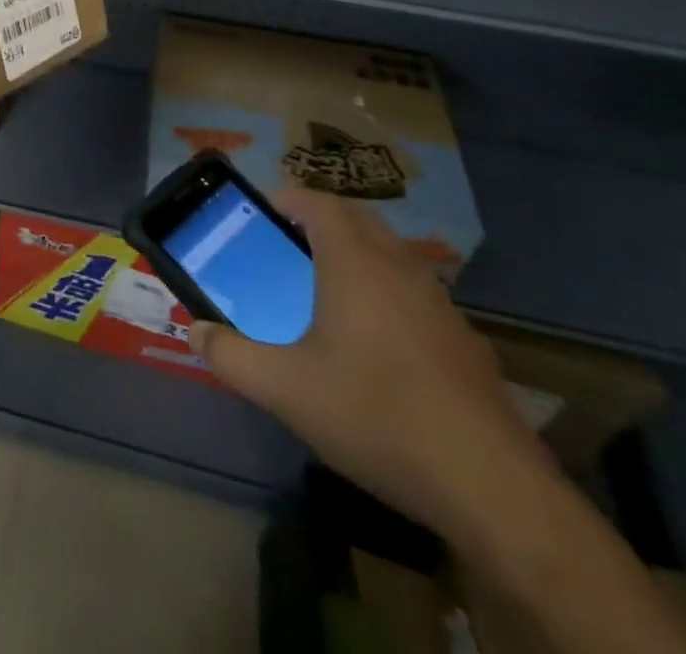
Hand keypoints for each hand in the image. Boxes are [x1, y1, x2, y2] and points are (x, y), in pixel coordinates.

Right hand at [191, 185, 559, 542]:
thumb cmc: (375, 414)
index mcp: (355, 262)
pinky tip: (378, 346)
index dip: (287, 198)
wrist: (491, 486)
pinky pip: (416, 293)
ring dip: (357, 255)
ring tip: (326, 291)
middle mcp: (400, 267)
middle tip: (286, 247)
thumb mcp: (285, 389)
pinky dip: (389, 294)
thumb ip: (231, 356)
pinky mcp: (466, 341)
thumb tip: (194, 330)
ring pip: (392, 254)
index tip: (260, 213)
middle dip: (320, 221)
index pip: (318, 201)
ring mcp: (440, 302)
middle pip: (357, 219)